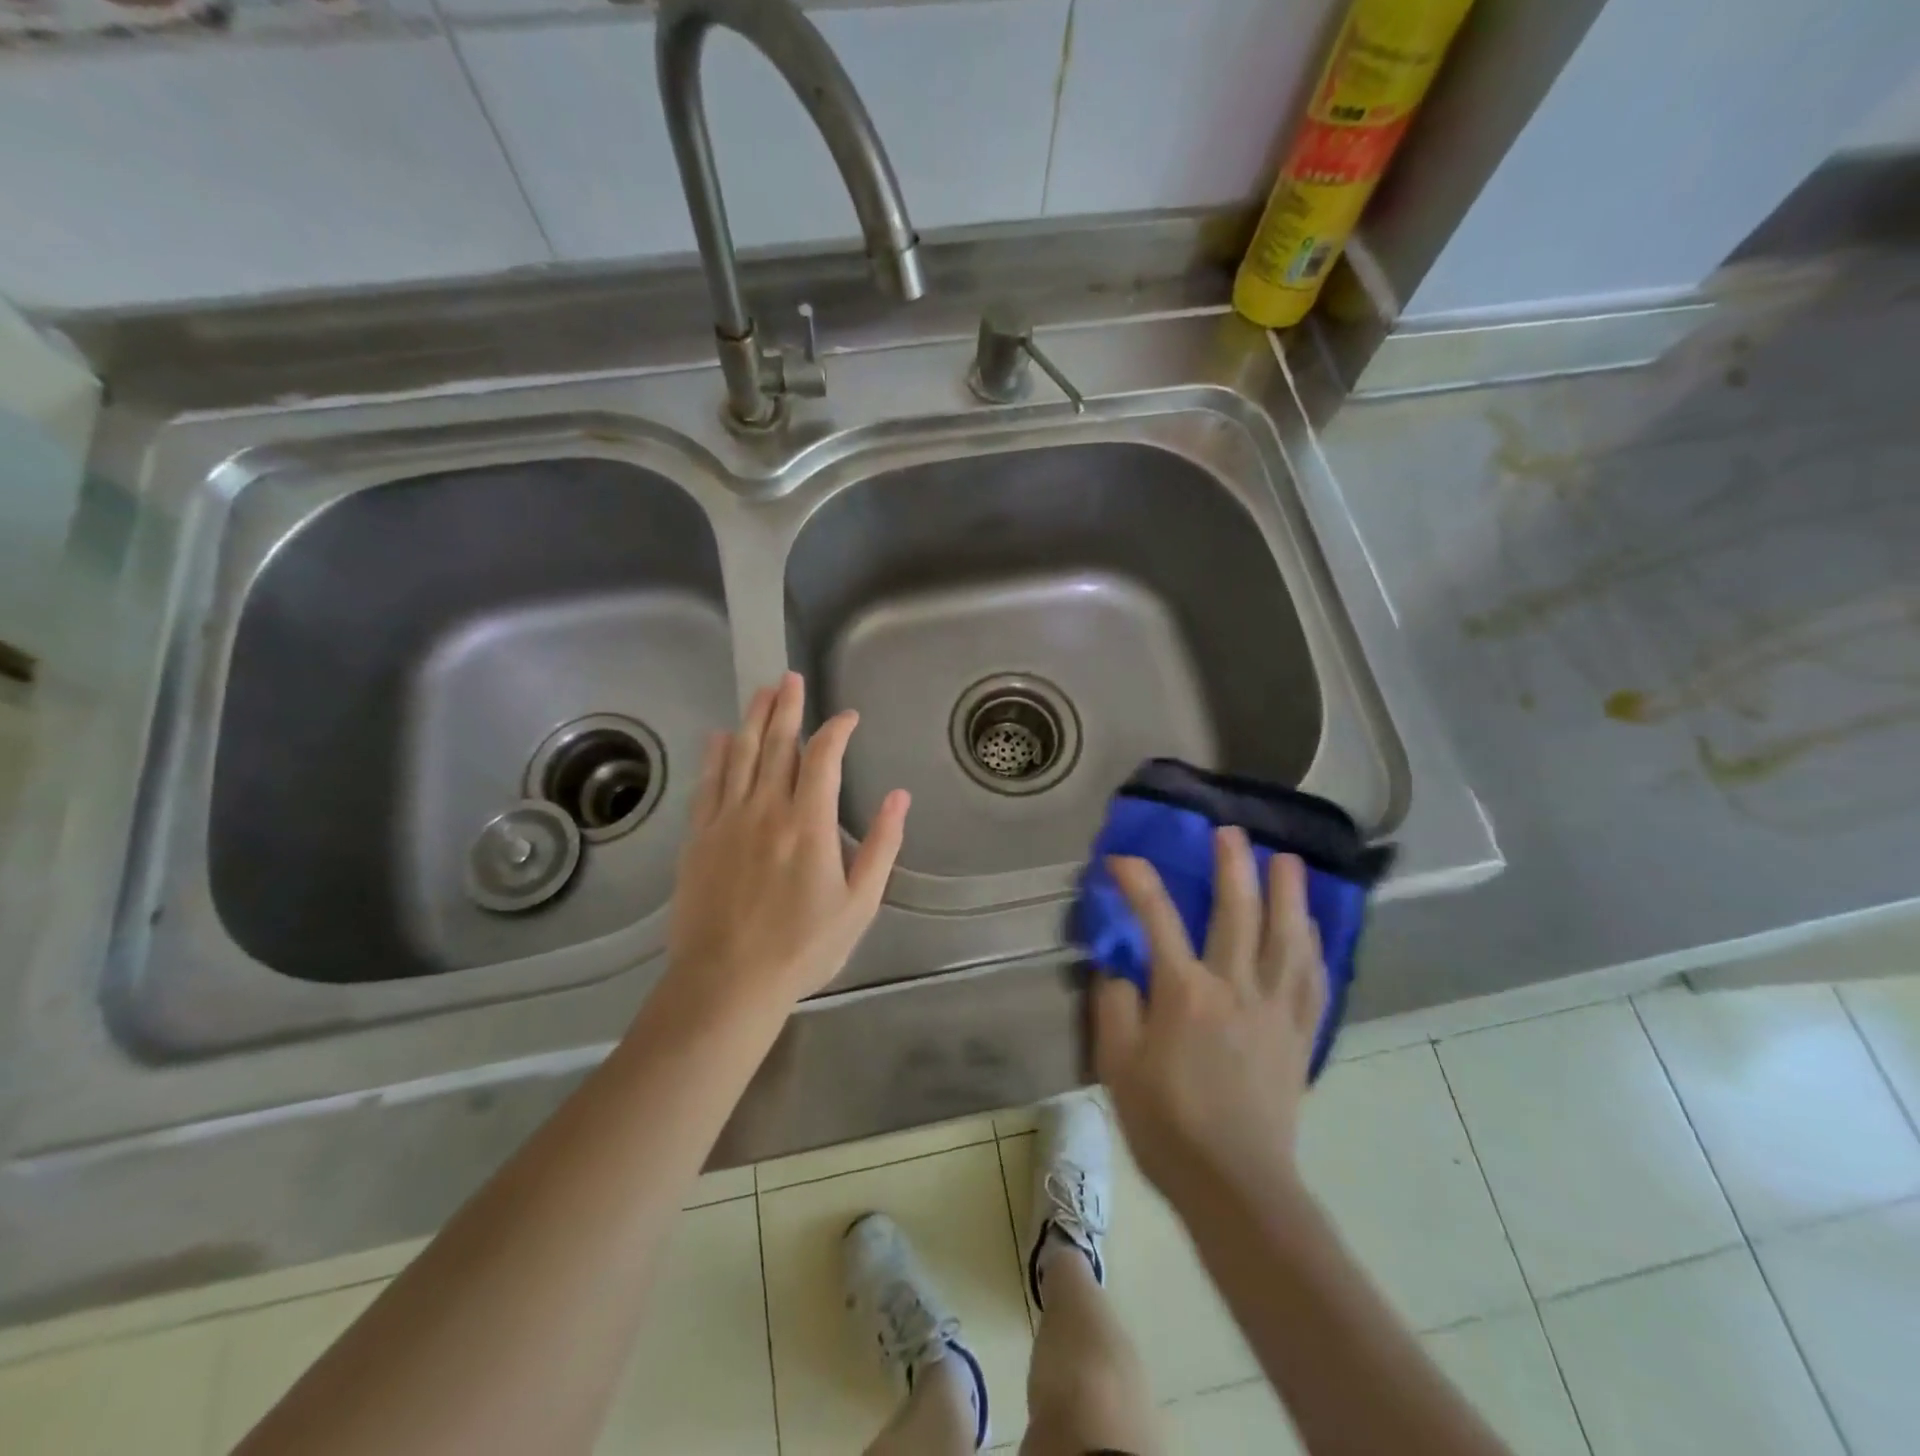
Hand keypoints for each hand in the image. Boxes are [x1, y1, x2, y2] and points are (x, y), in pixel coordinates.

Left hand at [660, 672, 909, 1022]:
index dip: (837, 730)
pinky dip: (717, 756)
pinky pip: (709, 784)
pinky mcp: (699, 837)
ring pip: (741, 755)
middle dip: (787, 707)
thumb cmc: (802, 947)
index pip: (823, 758)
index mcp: (808, 823)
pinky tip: (720, 738)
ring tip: (762, 691)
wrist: (726, 982)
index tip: (849, 718)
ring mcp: (727, 820)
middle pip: (777, 744)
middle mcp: (766, 809)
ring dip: (753, 719)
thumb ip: (881, 846)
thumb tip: (900, 797)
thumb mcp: (859, 904)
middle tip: (791, 678)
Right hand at [1094, 829, 1326, 1212]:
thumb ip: (1116, 1007)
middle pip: (1238, 913)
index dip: (1138, 883)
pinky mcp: (1299, 1036)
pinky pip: (1312, 981)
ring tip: (1288, 861)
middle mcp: (1235, 987)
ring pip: (1287, 938)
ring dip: (1288, 895)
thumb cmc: (1167, 1125)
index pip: (1157, 919)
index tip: (1123, 859)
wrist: (1236, 1186)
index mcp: (1185, 992)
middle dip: (1233, 867)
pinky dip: (1314, 947)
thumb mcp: (1118, 1065)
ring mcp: (1274, 1010)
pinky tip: (1313, 928)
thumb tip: (1119, 969)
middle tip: (1231, 833)